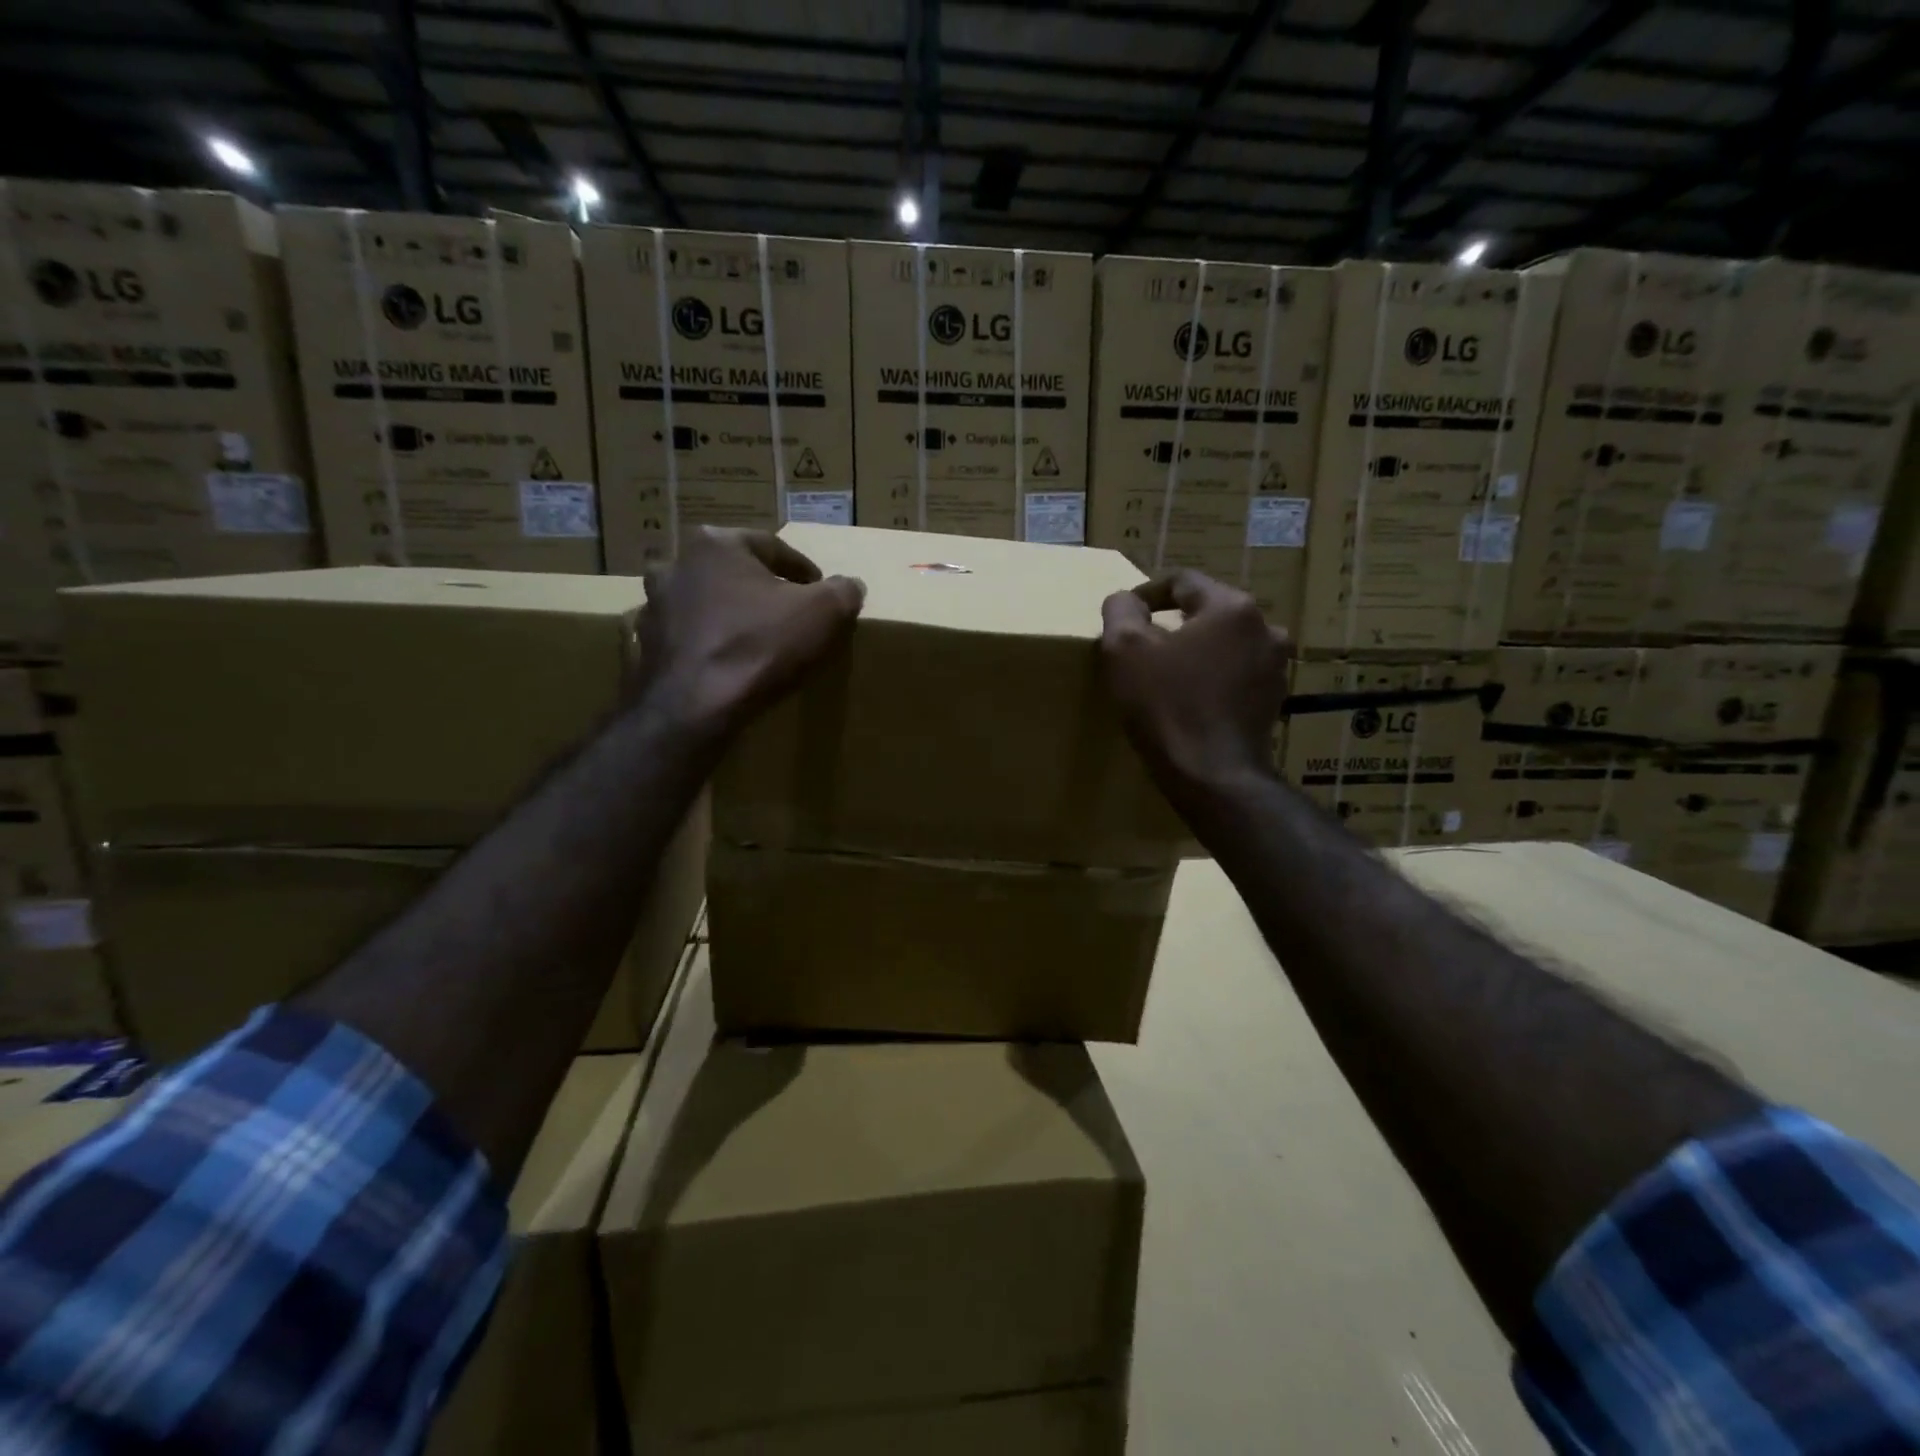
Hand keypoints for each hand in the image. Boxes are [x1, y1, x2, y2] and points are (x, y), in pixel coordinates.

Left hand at [640, 527, 864, 739]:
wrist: (693, 708)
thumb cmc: (759, 645)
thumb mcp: (822, 613)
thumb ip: (842, 591)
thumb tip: (850, 585)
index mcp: (715, 543)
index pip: (771, 547)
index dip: (802, 569)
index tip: (820, 589)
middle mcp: (675, 565)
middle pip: (731, 572)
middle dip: (758, 588)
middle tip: (785, 612)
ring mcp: (653, 606)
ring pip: (702, 603)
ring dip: (727, 614)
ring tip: (754, 639)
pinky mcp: (644, 647)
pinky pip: (685, 639)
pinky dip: (705, 645)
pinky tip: (725, 665)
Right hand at [1100, 570, 1288, 792]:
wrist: (1212, 775)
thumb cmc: (1166, 704)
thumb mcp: (1125, 649)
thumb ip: (1121, 610)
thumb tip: (1127, 600)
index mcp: (1232, 607)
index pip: (1182, 581)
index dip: (1146, 593)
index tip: (1124, 616)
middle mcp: (1265, 628)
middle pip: (1207, 611)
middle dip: (1173, 623)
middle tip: (1142, 646)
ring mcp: (1276, 667)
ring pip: (1224, 644)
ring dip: (1196, 651)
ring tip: (1167, 673)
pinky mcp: (1274, 701)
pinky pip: (1236, 674)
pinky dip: (1212, 677)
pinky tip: (1190, 699)